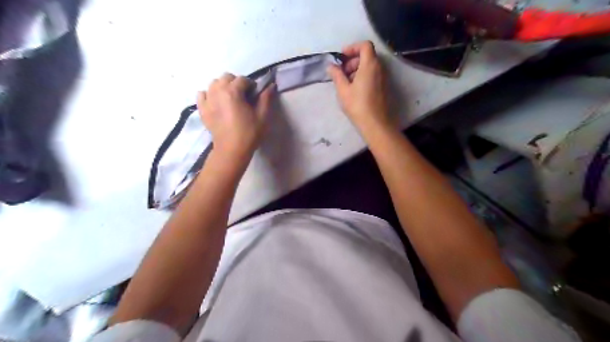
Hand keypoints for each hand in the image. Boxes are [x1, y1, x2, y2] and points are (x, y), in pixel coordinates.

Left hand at [198, 74, 273, 158]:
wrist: (232, 150)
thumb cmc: (249, 133)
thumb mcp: (262, 116)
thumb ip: (266, 98)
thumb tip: (271, 85)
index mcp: (233, 91)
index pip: (243, 79)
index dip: (252, 85)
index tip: (256, 96)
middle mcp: (217, 91)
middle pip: (227, 78)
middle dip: (236, 83)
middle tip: (244, 97)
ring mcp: (207, 100)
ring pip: (214, 84)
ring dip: (223, 87)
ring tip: (231, 99)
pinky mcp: (202, 109)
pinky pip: (202, 94)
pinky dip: (209, 94)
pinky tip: (217, 102)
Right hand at [330, 41, 389, 131]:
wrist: (375, 124)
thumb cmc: (358, 105)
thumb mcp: (343, 90)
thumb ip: (337, 75)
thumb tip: (331, 66)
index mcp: (370, 65)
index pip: (365, 45)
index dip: (353, 47)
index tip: (342, 57)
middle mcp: (379, 68)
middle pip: (367, 55)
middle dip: (353, 60)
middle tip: (342, 72)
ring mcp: (383, 78)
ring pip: (370, 66)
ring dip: (357, 69)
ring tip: (346, 83)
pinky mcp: (384, 87)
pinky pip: (373, 75)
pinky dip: (363, 76)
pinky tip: (354, 90)